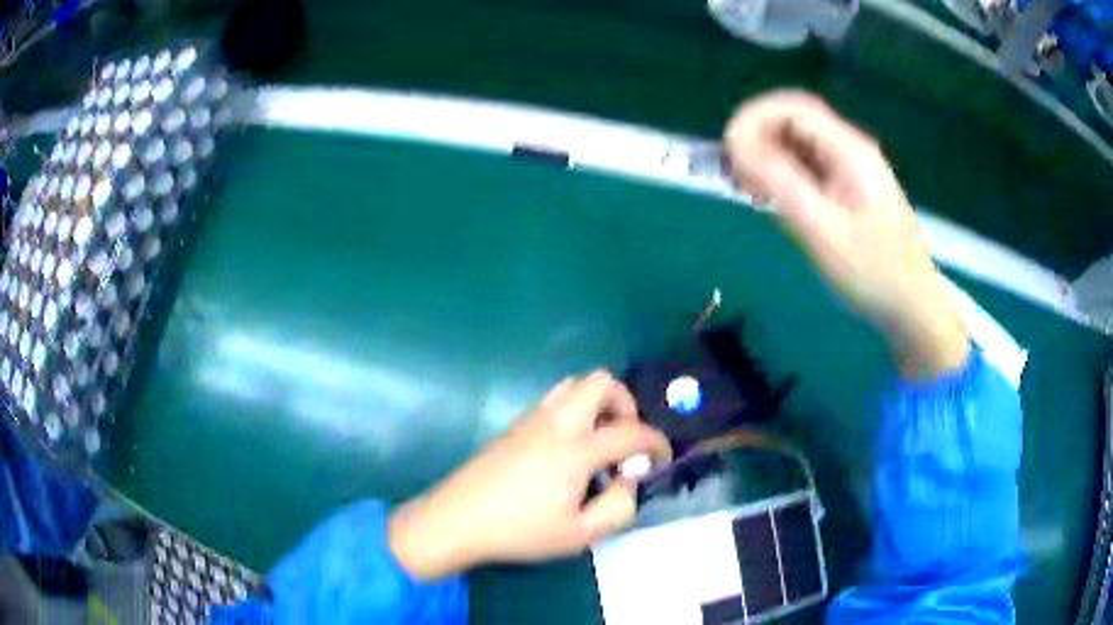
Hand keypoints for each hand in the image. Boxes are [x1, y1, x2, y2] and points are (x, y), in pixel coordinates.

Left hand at [389, 371, 670, 579]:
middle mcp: (557, 423)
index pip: (631, 432)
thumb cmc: (520, 531)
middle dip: (626, 405)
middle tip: (625, 441)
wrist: (457, 520)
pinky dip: (575, 410)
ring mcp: (532, 419)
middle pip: (601, 382)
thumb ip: (618, 509)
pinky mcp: (515, 425)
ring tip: (598, 442)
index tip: (661, 460)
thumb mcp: (579, 535)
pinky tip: (568, 448)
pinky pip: (554, 399)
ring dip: (598, 404)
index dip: (656, 443)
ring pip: (575, 385)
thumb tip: (630, 483)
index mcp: (576, 449)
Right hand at [723, 91, 968, 378]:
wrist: (913, 308)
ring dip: (767, 157)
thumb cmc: (874, 273)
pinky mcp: (848, 189)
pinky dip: (782, 175)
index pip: (792, 108)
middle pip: (794, 121)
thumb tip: (738, 145)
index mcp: (850, 151)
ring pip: (798, 144)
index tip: (727, 150)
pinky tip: (772, 199)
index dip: (753, 118)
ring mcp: (851, 169)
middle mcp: (850, 150)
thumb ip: (781, 183)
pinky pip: (808, 167)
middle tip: (734, 176)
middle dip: (757, 138)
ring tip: (747, 190)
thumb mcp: (824, 231)